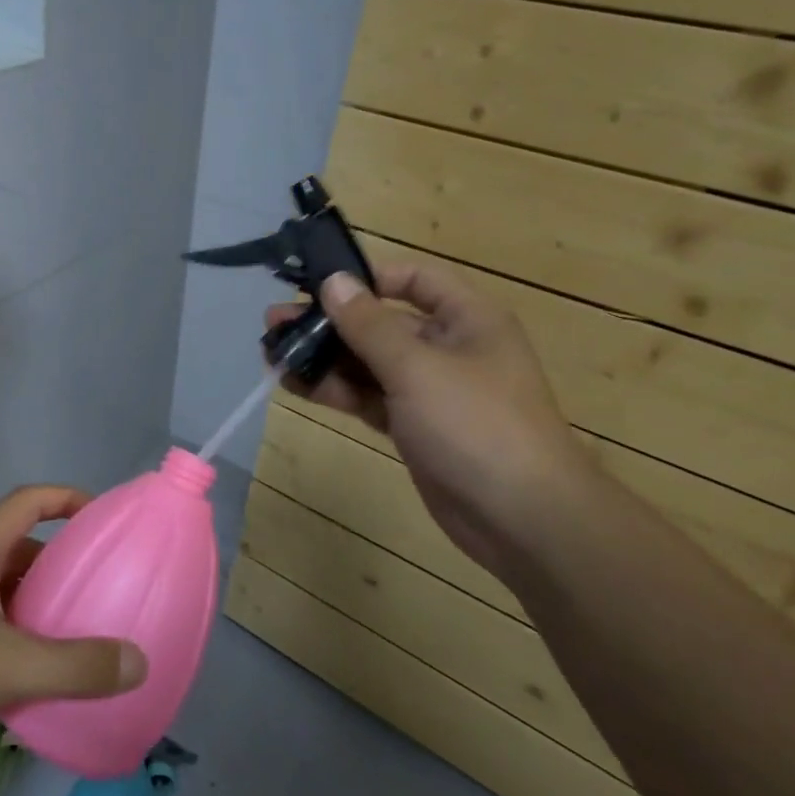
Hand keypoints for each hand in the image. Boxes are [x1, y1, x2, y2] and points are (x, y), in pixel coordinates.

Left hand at [0, 486, 147, 775]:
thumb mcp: (5, 663)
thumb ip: (74, 665)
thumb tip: (139, 661)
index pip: (29, 500)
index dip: (69, 498)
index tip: (106, 518)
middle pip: (21, 551)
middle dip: (62, 565)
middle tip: (104, 591)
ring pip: (4, 597)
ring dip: (40, 611)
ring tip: (82, 639)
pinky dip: (17, 648)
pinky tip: (37, 684)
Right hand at [268, 261, 586, 572]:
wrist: (521, 518)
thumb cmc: (475, 425)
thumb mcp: (417, 367)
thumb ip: (369, 324)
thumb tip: (334, 280)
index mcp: (467, 319)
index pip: (414, 279)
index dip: (367, 277)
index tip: (318, 285)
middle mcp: (449, 347)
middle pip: (381, 323)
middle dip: (330, 322)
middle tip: (275, 322)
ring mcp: (430, 390)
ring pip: (369, 363)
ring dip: (324, 358)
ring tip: (273, 354)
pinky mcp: (414, 426)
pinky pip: (369, 397)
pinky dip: (336, 391)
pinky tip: (295, 385)